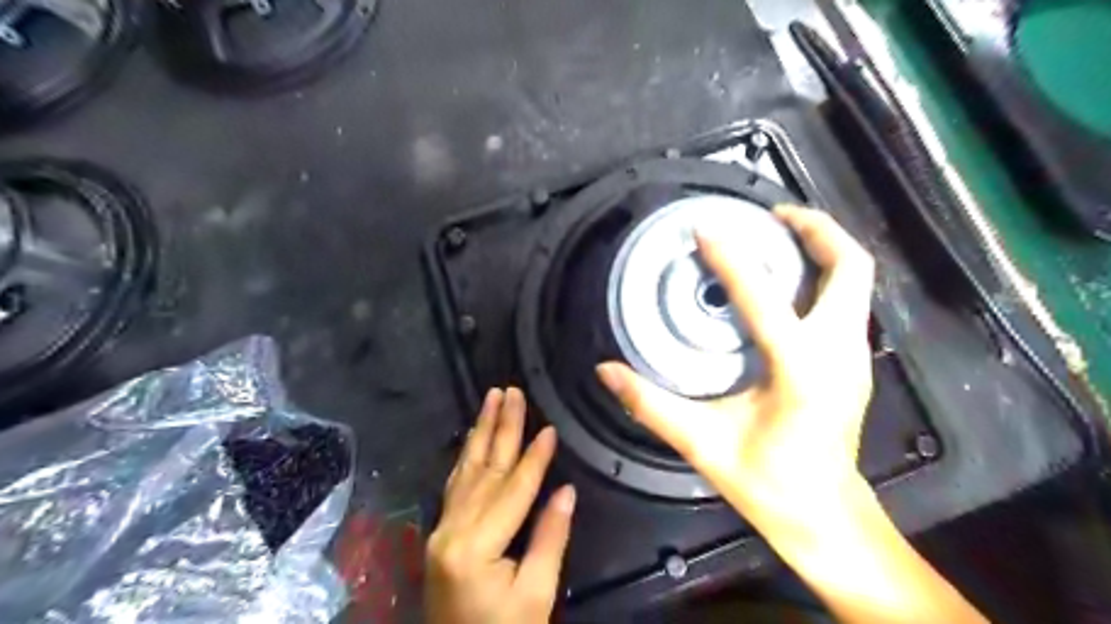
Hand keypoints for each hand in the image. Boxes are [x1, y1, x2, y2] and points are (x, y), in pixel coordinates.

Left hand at [426, 387, 577, 621]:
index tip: (549, 427)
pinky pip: (456, 484)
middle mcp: (452, 529)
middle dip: (501, 427)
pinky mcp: (442, 532)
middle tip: (511, 391)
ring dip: (481, 430)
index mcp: (475, 547)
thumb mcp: (536, 595)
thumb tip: (565, 490)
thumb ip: (550, 538)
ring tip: (490, 398)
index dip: (534, 458)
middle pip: (485, 469)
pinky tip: (473, 436)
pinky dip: (467, 456)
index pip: (512, 490)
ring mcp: (442, 529)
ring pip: (466, 469)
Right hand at [598, 204, 877, 532]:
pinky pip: (848, 300)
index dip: (733, 259)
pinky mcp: (852, 363)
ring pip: (856, 280)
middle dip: (814, 229)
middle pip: (849, 267)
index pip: (765, 299)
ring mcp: (854, 357)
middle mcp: (838, 354)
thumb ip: (651, 405)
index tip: (706, 231)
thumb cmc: (770, 485)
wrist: (826, 517)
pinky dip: (823, 275)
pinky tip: (785, 281)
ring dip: (822, 248)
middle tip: (770, 214)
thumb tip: (607, 372)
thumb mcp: (703, 445)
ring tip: (777, 235)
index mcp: (802, 371)